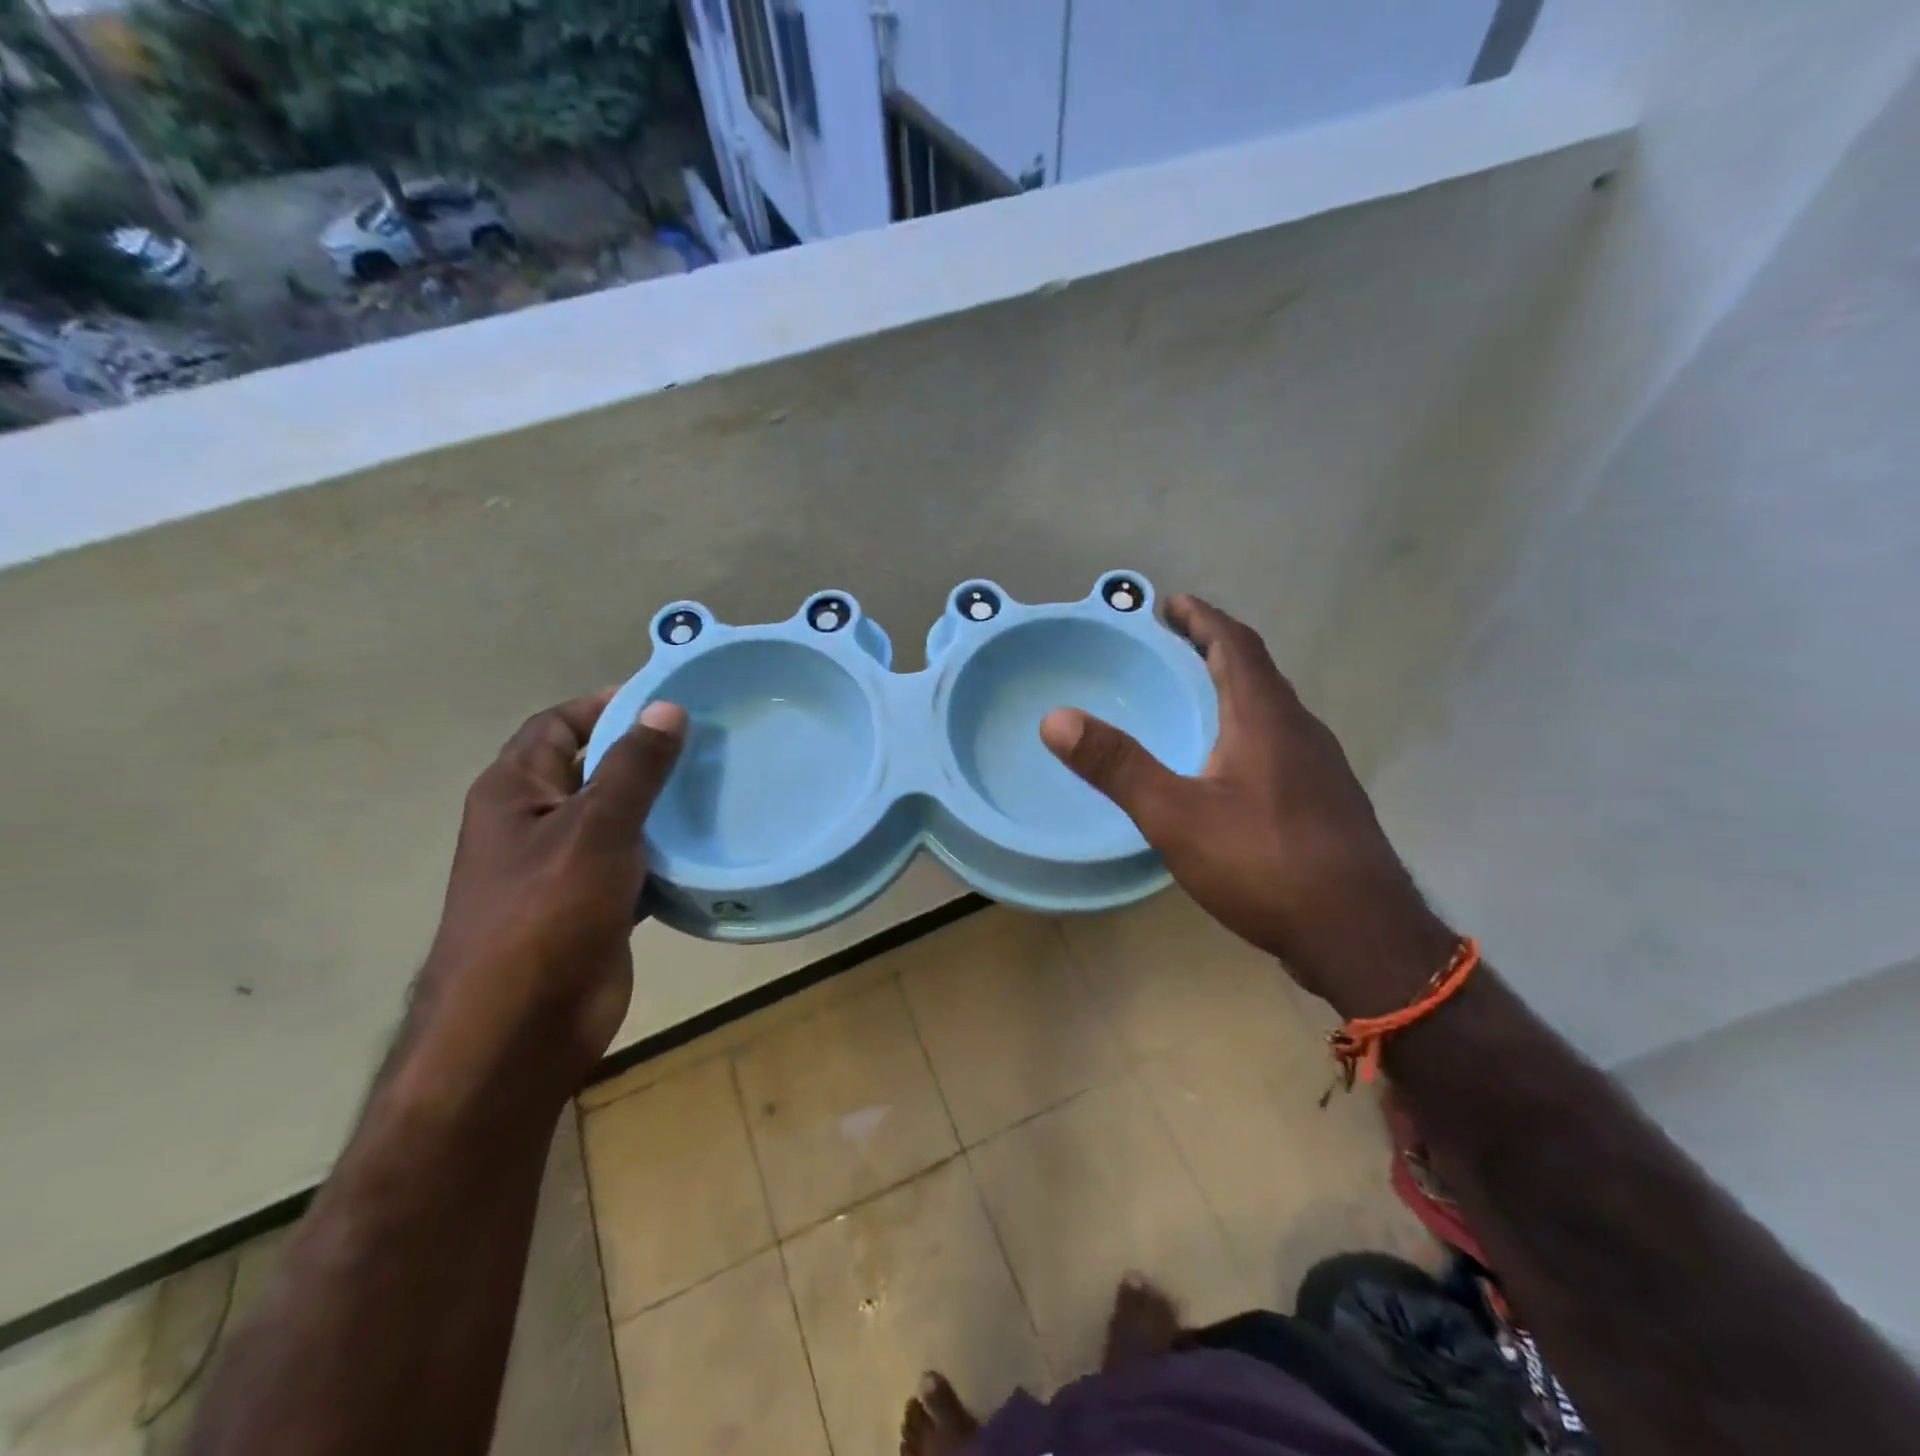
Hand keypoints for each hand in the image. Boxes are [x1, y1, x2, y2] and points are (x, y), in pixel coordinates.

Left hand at [414, 693, 686, 1096]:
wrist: (519, 1031)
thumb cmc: (545, 916)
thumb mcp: (594, 828)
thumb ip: (634, 768)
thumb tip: (667, 708)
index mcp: (516, 792)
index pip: (558, 725)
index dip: (605, 705)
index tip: (668, 699)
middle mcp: (536, 822)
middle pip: (593, 768)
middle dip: (645, 754)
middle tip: (710, 740)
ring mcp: (566, 867)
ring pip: (620, 818)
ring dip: (662, 804)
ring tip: (721, 784)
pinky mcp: (595, 905)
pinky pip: (636, 861)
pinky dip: (667, 851)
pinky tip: (711, 843)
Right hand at [1040, 595, 1453, 1016]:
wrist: (1360, 936)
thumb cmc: (1265, 865)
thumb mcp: (1177, 816)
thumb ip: (1118, 766)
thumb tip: (1056, 718)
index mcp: (1266, 718)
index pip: (1235, 644)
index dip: (1203, 618)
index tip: (1171, 603)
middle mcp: (1301, 731)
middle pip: (1257, 672)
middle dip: (1214, 650)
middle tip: (1172, 647)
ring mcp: (1322, 768)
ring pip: (1273, 710)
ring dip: (1234, 690)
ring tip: (1195, 700)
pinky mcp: (1327, 803)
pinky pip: (1281, 744)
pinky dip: (1248, 730)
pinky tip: (1229, 769)